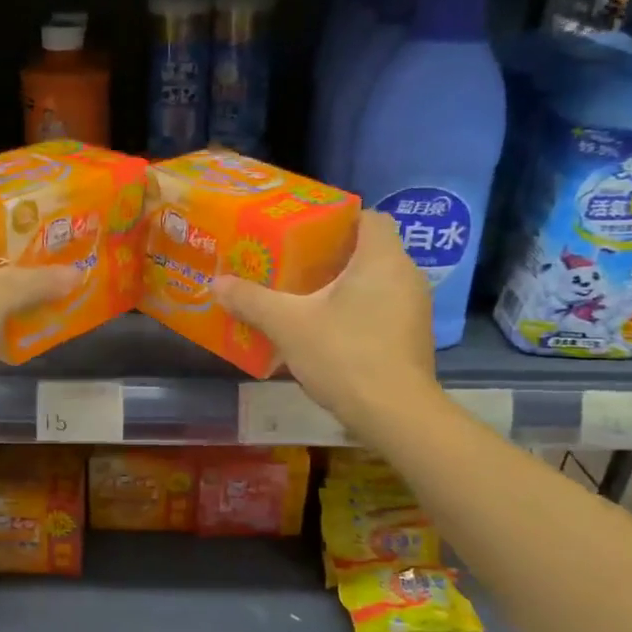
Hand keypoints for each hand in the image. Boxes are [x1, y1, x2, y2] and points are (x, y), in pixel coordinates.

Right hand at [212, 211, 438, 436]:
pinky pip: (381, 309)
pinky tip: (326, 330)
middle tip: (292, 263)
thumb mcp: (288, 325)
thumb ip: (253, 301)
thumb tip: (217, 284)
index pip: (369, 217)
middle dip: (331, 255)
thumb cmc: (345, 354)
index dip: (337, 219)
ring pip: (375, 282)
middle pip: (368, 250)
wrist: (394, 414)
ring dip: (343, 286)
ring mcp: (414, 309)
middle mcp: (406, 275)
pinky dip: (356, 311)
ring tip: (303, 296)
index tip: (304, 231)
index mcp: (382, 258)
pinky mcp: (412, 338)